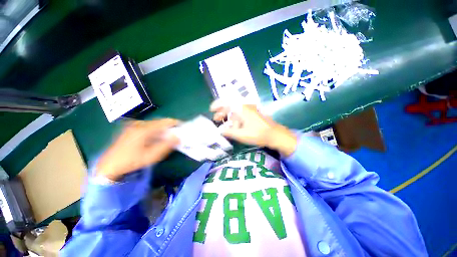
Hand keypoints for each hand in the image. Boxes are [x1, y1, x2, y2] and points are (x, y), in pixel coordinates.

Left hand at [96, 119, 179, 180]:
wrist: (109, 165)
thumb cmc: (132, 161)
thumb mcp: (152, 156)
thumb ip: (166, 146)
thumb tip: (178, 137)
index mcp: (144, 129)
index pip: (165, 121)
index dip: (175, 123)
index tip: (183, 126)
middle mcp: (139, 124)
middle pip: (159, 122)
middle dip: (169, 126)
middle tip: (176, 133)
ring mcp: (133, 125)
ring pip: (154, 124)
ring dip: (162, 129)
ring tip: (167, 136)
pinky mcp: (130, 128)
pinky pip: (148, 126)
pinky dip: (155, 130)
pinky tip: (155, 137)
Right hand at [210, 100, 296, 155]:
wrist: (274, 134)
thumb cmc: (258, 134)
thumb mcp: (241, 134)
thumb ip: (229, 132)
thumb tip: (220, 131)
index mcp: (241, 109)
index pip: (226, 102)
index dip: (217, 104)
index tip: (211, 110)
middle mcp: (245, 107)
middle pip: (230, 106)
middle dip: (221, 112)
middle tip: (216, 119)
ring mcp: (249, 110)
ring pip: (235, 110)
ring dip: (228, 116)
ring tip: (223, 123)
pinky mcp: (252, 114)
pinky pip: (240, 113)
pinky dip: (234, 118)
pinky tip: (233, 125)